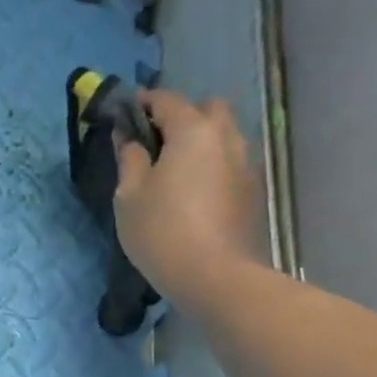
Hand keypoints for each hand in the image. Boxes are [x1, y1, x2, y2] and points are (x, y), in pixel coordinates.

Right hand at [115, 89, 264, 298]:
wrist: (216, 276)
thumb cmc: (162, 231)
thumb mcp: (129, 195)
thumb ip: (129, 158)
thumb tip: (127, 137)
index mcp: (193, 131)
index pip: (166, 100)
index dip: (142, 102)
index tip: (123, 114)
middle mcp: (226, 137)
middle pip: (207, 109)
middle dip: (181, 116)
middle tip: (155, 142)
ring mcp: (245, 163)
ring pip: (223, 135)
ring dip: (200, 141)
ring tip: (174, 169)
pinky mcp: (252, 190)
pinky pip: (230, 162)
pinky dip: (212, 165)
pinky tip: (193, 192)